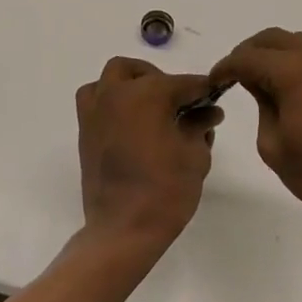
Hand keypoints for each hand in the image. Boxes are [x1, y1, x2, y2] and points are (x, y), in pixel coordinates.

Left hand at [75, 57, 220, 254]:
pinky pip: (95, 100)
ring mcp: (96, 111)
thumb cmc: (166, 190)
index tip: (215, 95)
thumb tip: (208, 112)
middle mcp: (117, 93)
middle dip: (162, 80)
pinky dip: (110, 100)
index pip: (184, 83)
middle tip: (180, 104)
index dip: (203, 89)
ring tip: (150, 106)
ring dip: (131, 83)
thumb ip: (200, 126)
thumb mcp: (194, 155)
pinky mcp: (85, 131)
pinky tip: (129, 122)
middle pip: (141, 72)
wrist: (123, 230)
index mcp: (148, 93)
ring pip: (111, 79)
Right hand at [210, 29, 301, 234]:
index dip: (226, 67)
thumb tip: (258, 82)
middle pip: (274, 39)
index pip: (248, 58)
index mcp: (294, 71)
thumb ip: (261, 103)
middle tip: (238, 75)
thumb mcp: (273, 145)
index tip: (215, 79)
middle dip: (250, 54)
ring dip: (281, 55)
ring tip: (272, 80)